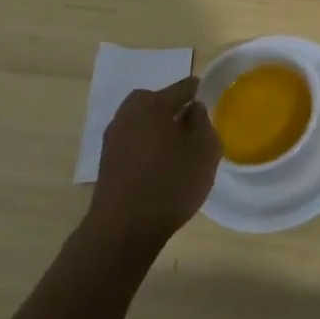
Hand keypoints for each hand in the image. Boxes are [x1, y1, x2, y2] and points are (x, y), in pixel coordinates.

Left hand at [86, 77, 219, 250]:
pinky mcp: (107, 162)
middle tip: (196, 130)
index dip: (199, 93)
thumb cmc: (170, 183)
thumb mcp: (204, 150)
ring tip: (180, 152)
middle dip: (177, 112)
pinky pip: (135, 144)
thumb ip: (203, 122)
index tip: (212, 103)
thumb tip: (193, 109)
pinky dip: (148, 149)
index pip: (183, 88)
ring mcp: (113, 137)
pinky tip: (161, 168)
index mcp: (152, 102)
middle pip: (160, 104)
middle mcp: (128, 112)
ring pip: (146, 125)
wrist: (123, 230)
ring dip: (161, 132)